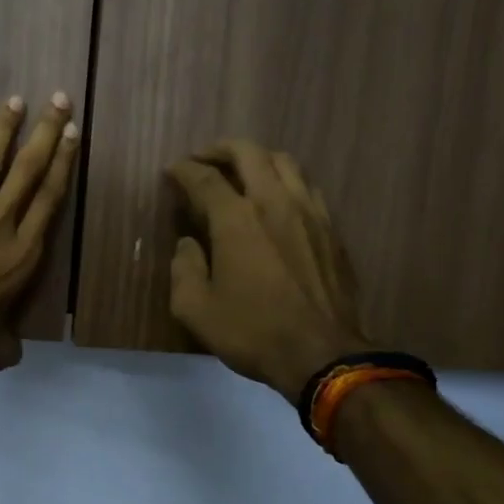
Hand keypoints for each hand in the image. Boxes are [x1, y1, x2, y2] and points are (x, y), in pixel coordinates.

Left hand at [0, 92, 78, 376]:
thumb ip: (10, 341)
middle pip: (29, 169)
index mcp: (24, 254)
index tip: (72, 134)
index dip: (63, 162)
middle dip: (46, 132)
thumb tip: (12, 349)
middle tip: (58, 99)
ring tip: (15, 99)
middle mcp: (1, 224)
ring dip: (4, 126)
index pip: (50, 198)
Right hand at [166, 139, 372, 399]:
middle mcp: (274, 202)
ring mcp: (309, 212)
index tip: (172, 172)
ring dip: (257, 159)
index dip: (183, 171)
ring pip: (284, 162)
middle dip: (221, 149)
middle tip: (204, 159)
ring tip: (242, 172)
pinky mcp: (331, 229)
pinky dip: (285, 180)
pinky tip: (278, 199)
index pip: (204, 179)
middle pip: (248, 153)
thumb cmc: (253, 332)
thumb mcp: (196, 310)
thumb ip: (184, 269)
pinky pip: (306, 187)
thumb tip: (188, 245)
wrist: (322, 353)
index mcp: (236, 219)